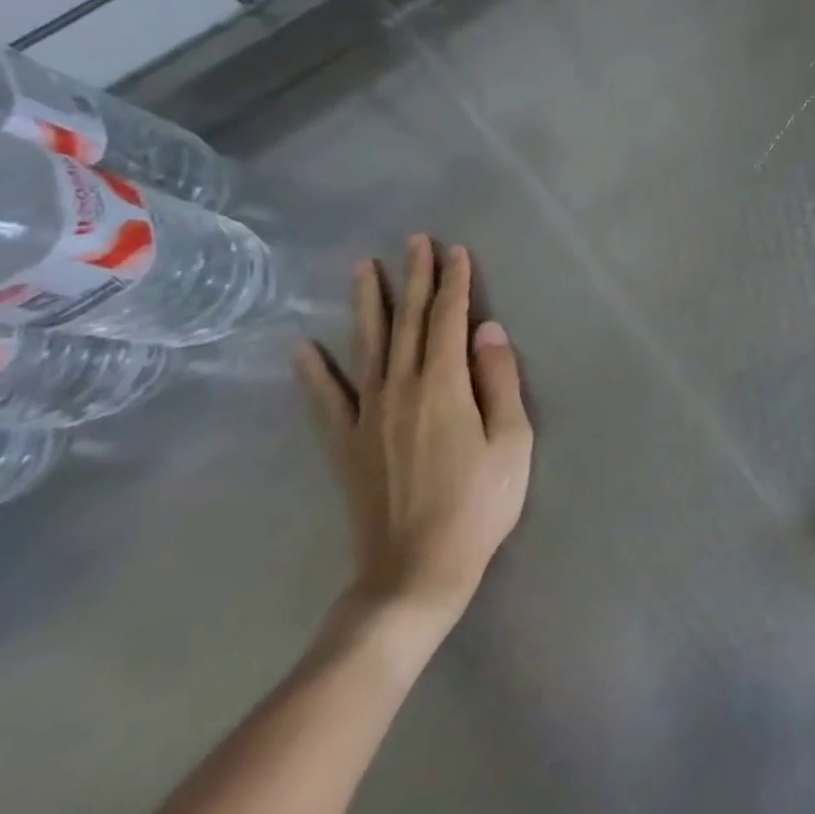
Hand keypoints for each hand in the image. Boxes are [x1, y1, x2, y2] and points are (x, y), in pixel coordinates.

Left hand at [296, 235, 533, 638]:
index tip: (456, 251)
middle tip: (415, 241)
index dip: (455, 282)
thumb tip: (489, 329)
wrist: (415, 572)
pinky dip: (313, 372)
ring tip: (364, 268)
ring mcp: (367, 416)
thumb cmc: (479, 505)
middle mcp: (401, 389)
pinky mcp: (347, 444)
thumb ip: (500, 381)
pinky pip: (326, 400)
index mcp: (444, 386)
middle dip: (415, 278)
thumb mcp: (511, 441)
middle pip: (409, 322)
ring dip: (369, 304)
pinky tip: (304, 347)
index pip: (451, 319)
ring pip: (368, 346)